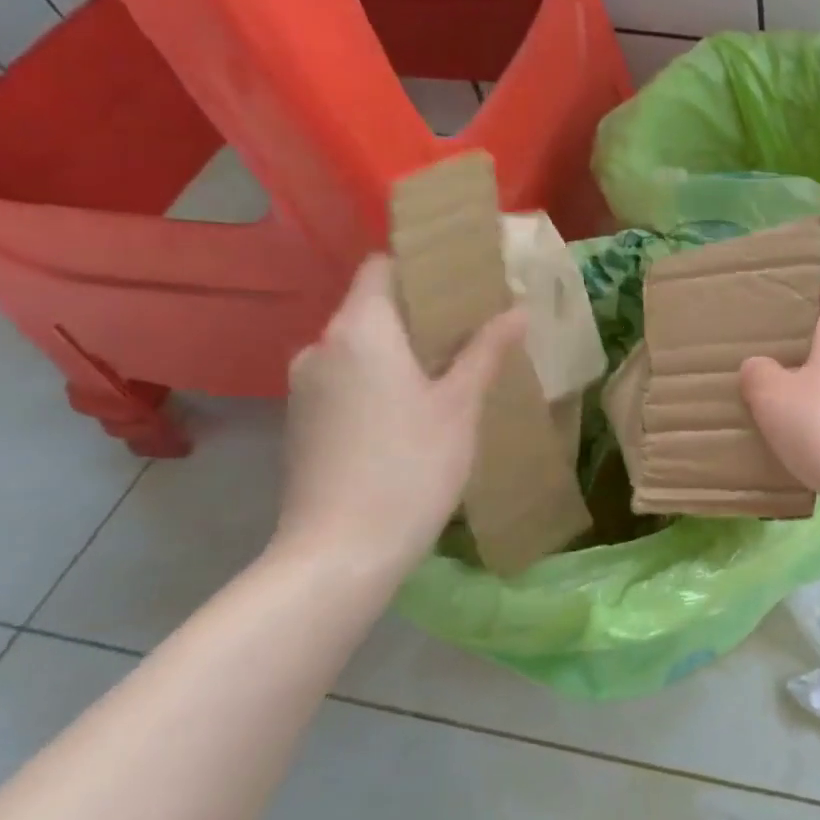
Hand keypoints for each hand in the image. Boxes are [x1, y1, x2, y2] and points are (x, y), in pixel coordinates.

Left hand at [273, 255, 523, 579]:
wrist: (341, 551)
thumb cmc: (412, 466)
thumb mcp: (461, 405)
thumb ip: (487, 350)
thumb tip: (517, 308)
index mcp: (360, 330)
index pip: (380, 268)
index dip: (420, 267)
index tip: (463, 284)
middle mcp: (321, 347)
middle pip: (371, 308)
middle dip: (420, 315)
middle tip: (473, 333)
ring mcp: (305, 387)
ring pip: (359, 348)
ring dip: (400, 352)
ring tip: (449, 376)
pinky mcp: (302, 423)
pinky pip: (346, 381)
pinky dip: (379, 382)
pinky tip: (413, 416)